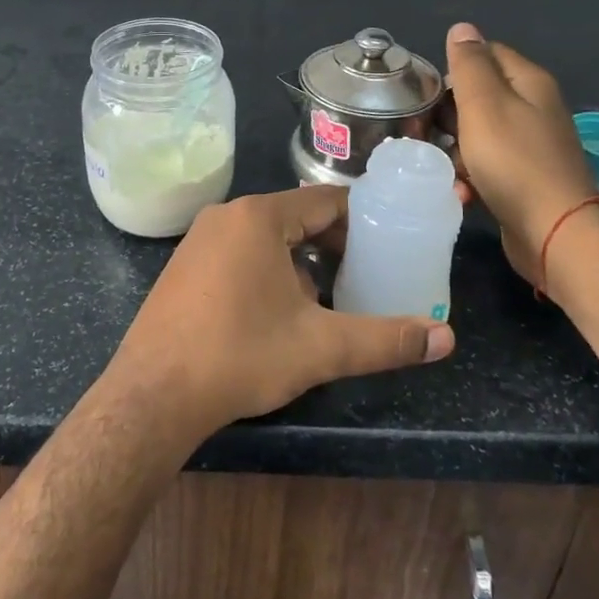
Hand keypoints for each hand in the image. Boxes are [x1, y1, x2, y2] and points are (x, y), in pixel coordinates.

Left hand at [106, 188, 454, 441]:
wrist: (153, 396)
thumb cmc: (240, 356)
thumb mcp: (320, 347)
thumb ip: (385, 339)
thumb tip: (446, 339)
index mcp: (258, 217)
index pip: (324, 201)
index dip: (361, 219)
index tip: (389, 240)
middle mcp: (225, 216)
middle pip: (295, 217)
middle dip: (332, 244)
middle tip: (366, 273)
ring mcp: (198, 240)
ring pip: (265, 238)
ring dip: (300, 260)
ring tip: (329, 295)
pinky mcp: (182, 267)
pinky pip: (237, 253)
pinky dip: (266, 270)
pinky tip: (279, 311)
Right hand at [443, 22, 598, 285]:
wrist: (553, 232)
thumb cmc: (513, 161)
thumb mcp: (483, 105)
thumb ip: (469, 65)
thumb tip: (462, 27)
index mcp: (529, 82)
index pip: (487, 54)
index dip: (454, 68)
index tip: (426, 92)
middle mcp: (535, 108)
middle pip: (480, 96)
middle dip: (448, 114)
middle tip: (422, 131)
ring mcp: (532, 145)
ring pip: (479, 134)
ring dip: (455, 150)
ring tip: (438, 166)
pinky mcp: (525, 178)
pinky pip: (489, 166)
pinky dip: (471, 176)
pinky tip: (461, 192)